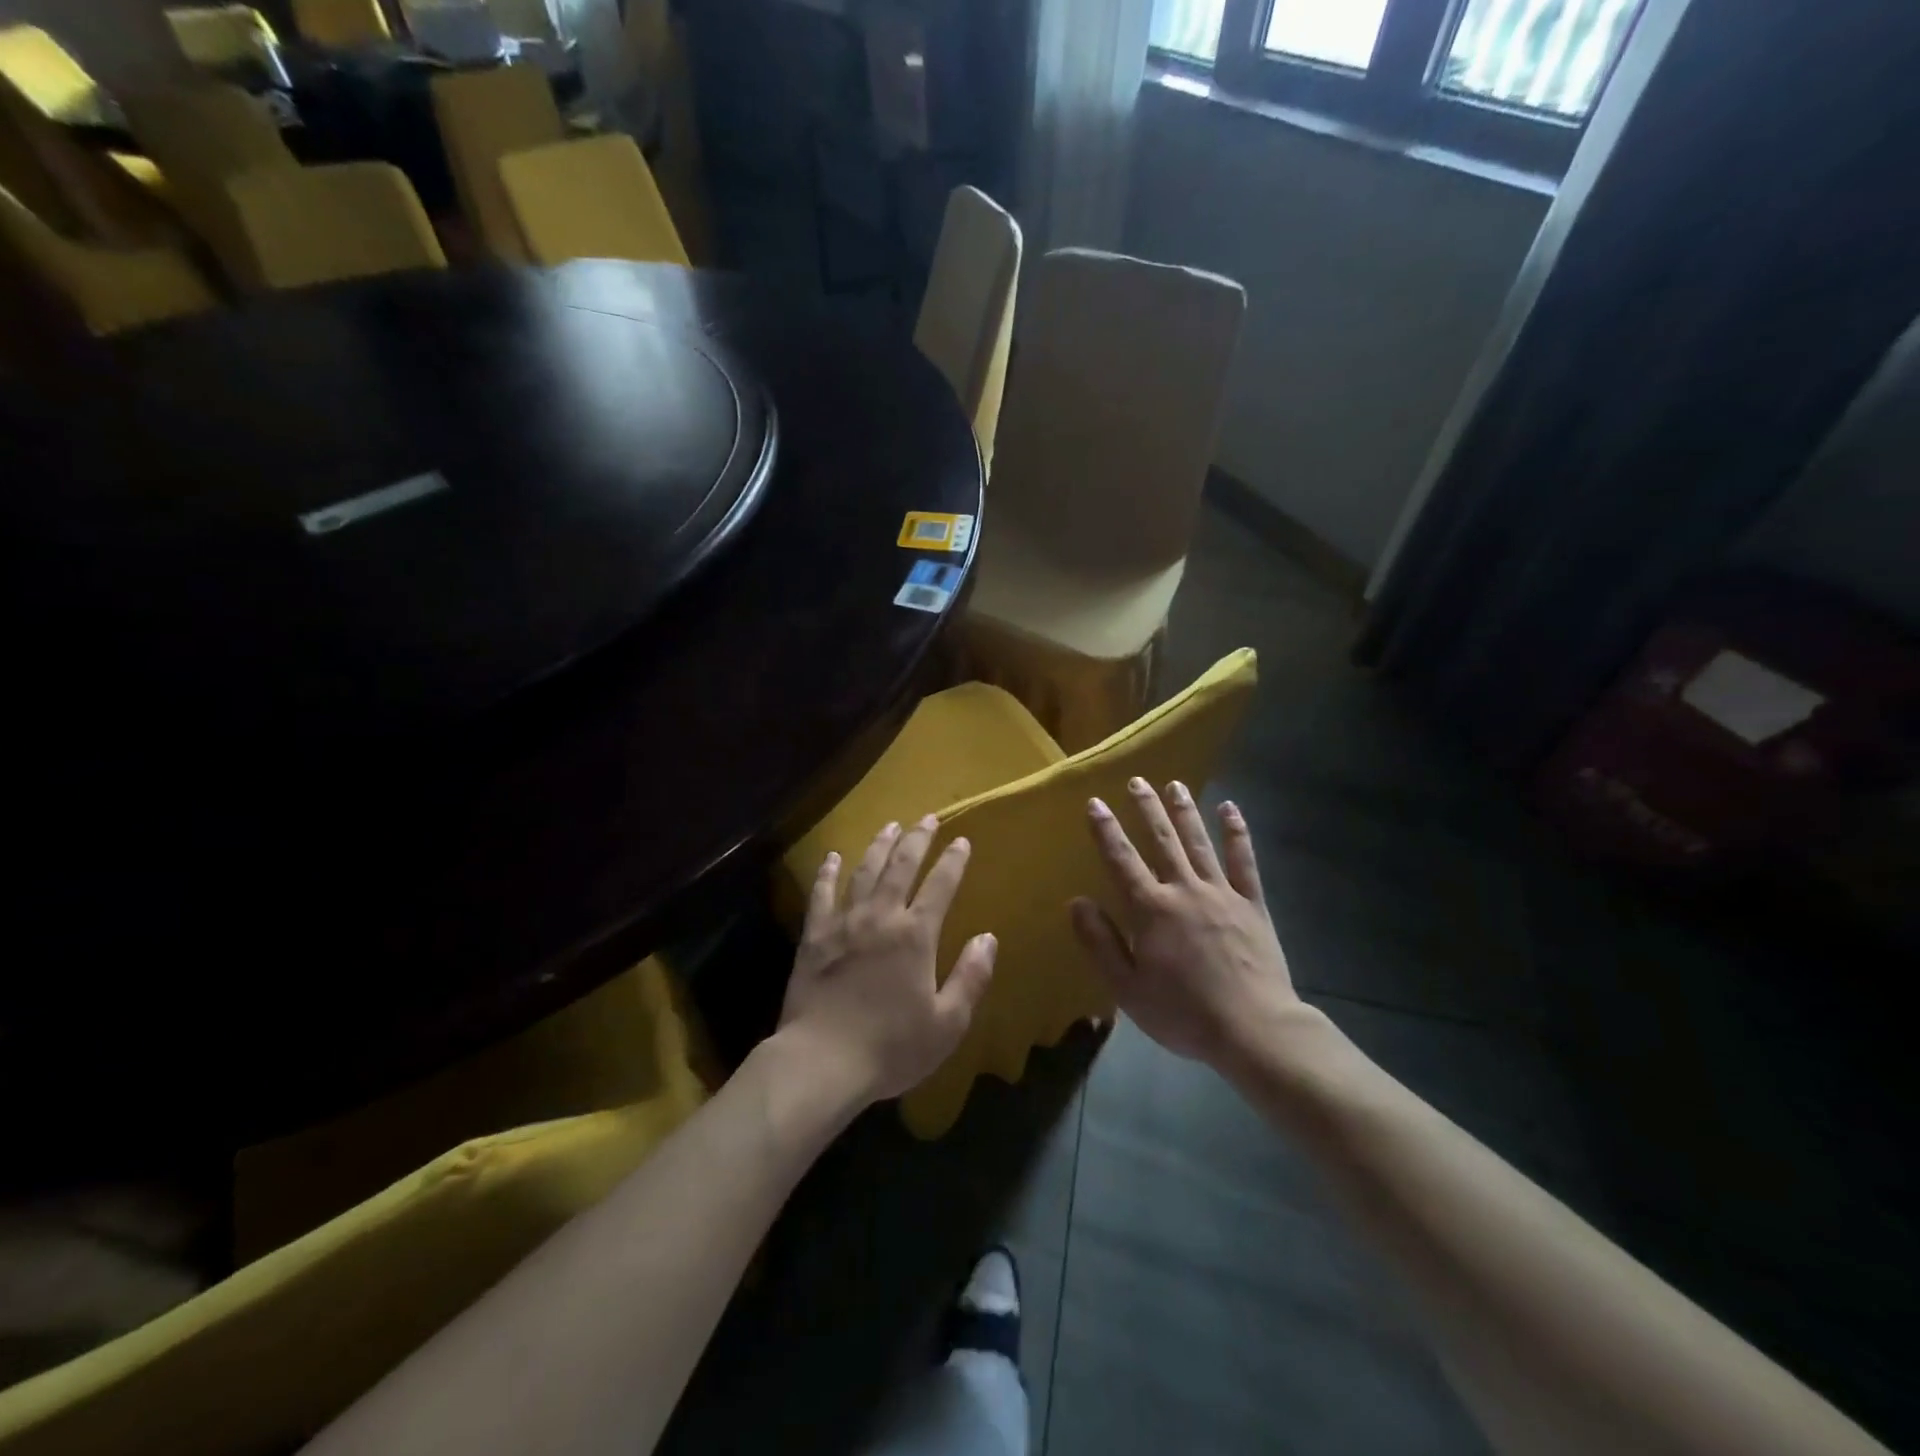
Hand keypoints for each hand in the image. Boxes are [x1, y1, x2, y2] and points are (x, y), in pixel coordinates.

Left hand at [779, 815, 997, 1103]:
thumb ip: (970, 977)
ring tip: (890, 825)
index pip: (940, 886)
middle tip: (927, 818)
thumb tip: (988, 937)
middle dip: (917, 840)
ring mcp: (844, 923)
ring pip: (864, 871)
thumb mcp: (947, 1023)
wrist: (822, 1061)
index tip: (962, 841)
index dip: (953, 861)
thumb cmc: (891, 1047)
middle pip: (901, 866)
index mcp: (915, 935)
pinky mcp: (814, 936)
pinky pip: (821, 894)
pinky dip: (827, 873)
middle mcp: (881, 917)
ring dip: (879, 845)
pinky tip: (831, 857)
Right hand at [1070, 778, 1310, 1069]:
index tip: (1095, 802)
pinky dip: (1237, 833)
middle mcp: (1184, 890)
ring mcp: (1221, 893)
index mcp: (1151, 910)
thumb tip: (1077, 901)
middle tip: (1137, 781)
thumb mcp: (1127, 988)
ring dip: (1184, 812)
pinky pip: (1243, 861)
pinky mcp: (1252, 904)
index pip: (1121, 860)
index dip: (1106, 830)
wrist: (1253, 1029)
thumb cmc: (1183, 1013)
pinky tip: (1229, 809)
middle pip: (1162, 841)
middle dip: (1147, 809)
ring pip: (1199, 842)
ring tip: (1174, 784)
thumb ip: (1100, 943)